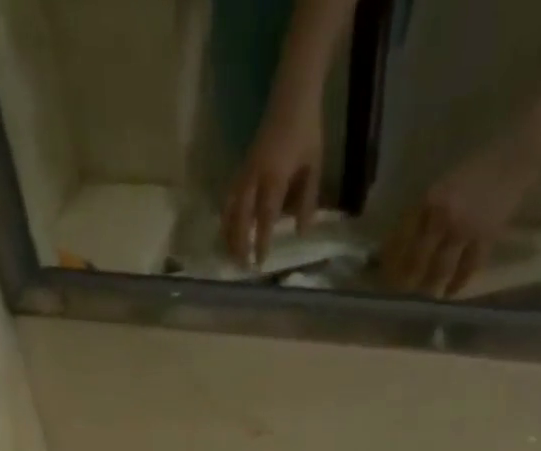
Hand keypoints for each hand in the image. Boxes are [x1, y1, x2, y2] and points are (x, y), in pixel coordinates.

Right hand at [223, 99, 323, 267]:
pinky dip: (227, 215)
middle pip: (240, 216)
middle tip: (241, 266)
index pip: (265, 216)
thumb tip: (301, 232)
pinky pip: (230, 195)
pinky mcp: (243, 166)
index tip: (260, 262)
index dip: (261, 240)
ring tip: (229, 254)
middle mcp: (255, 175)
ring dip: (228, 232)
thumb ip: (308, 200)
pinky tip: (227, 230)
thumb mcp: (313, 167)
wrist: (293, 94)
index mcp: (274, 176)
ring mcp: (246, 169)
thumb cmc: (307, 130)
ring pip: (230, 207)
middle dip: (239, 242)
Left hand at [379, 144, 532, 296]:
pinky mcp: (485, 238)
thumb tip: (400, 245)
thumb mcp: (442, 186)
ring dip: (430, 287)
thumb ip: (423, 213)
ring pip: (440, 269)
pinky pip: (468, 268)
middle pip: (417, 260)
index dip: (391, 262)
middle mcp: (442, 216)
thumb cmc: (476, 169)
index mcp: (428, 200)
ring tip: (424, 297)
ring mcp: (464, 229)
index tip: (384, 277)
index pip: (401, 239)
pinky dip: (457, 283)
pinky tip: (449, 294)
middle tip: (401, 294)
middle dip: (406, 281)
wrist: (515, 156)